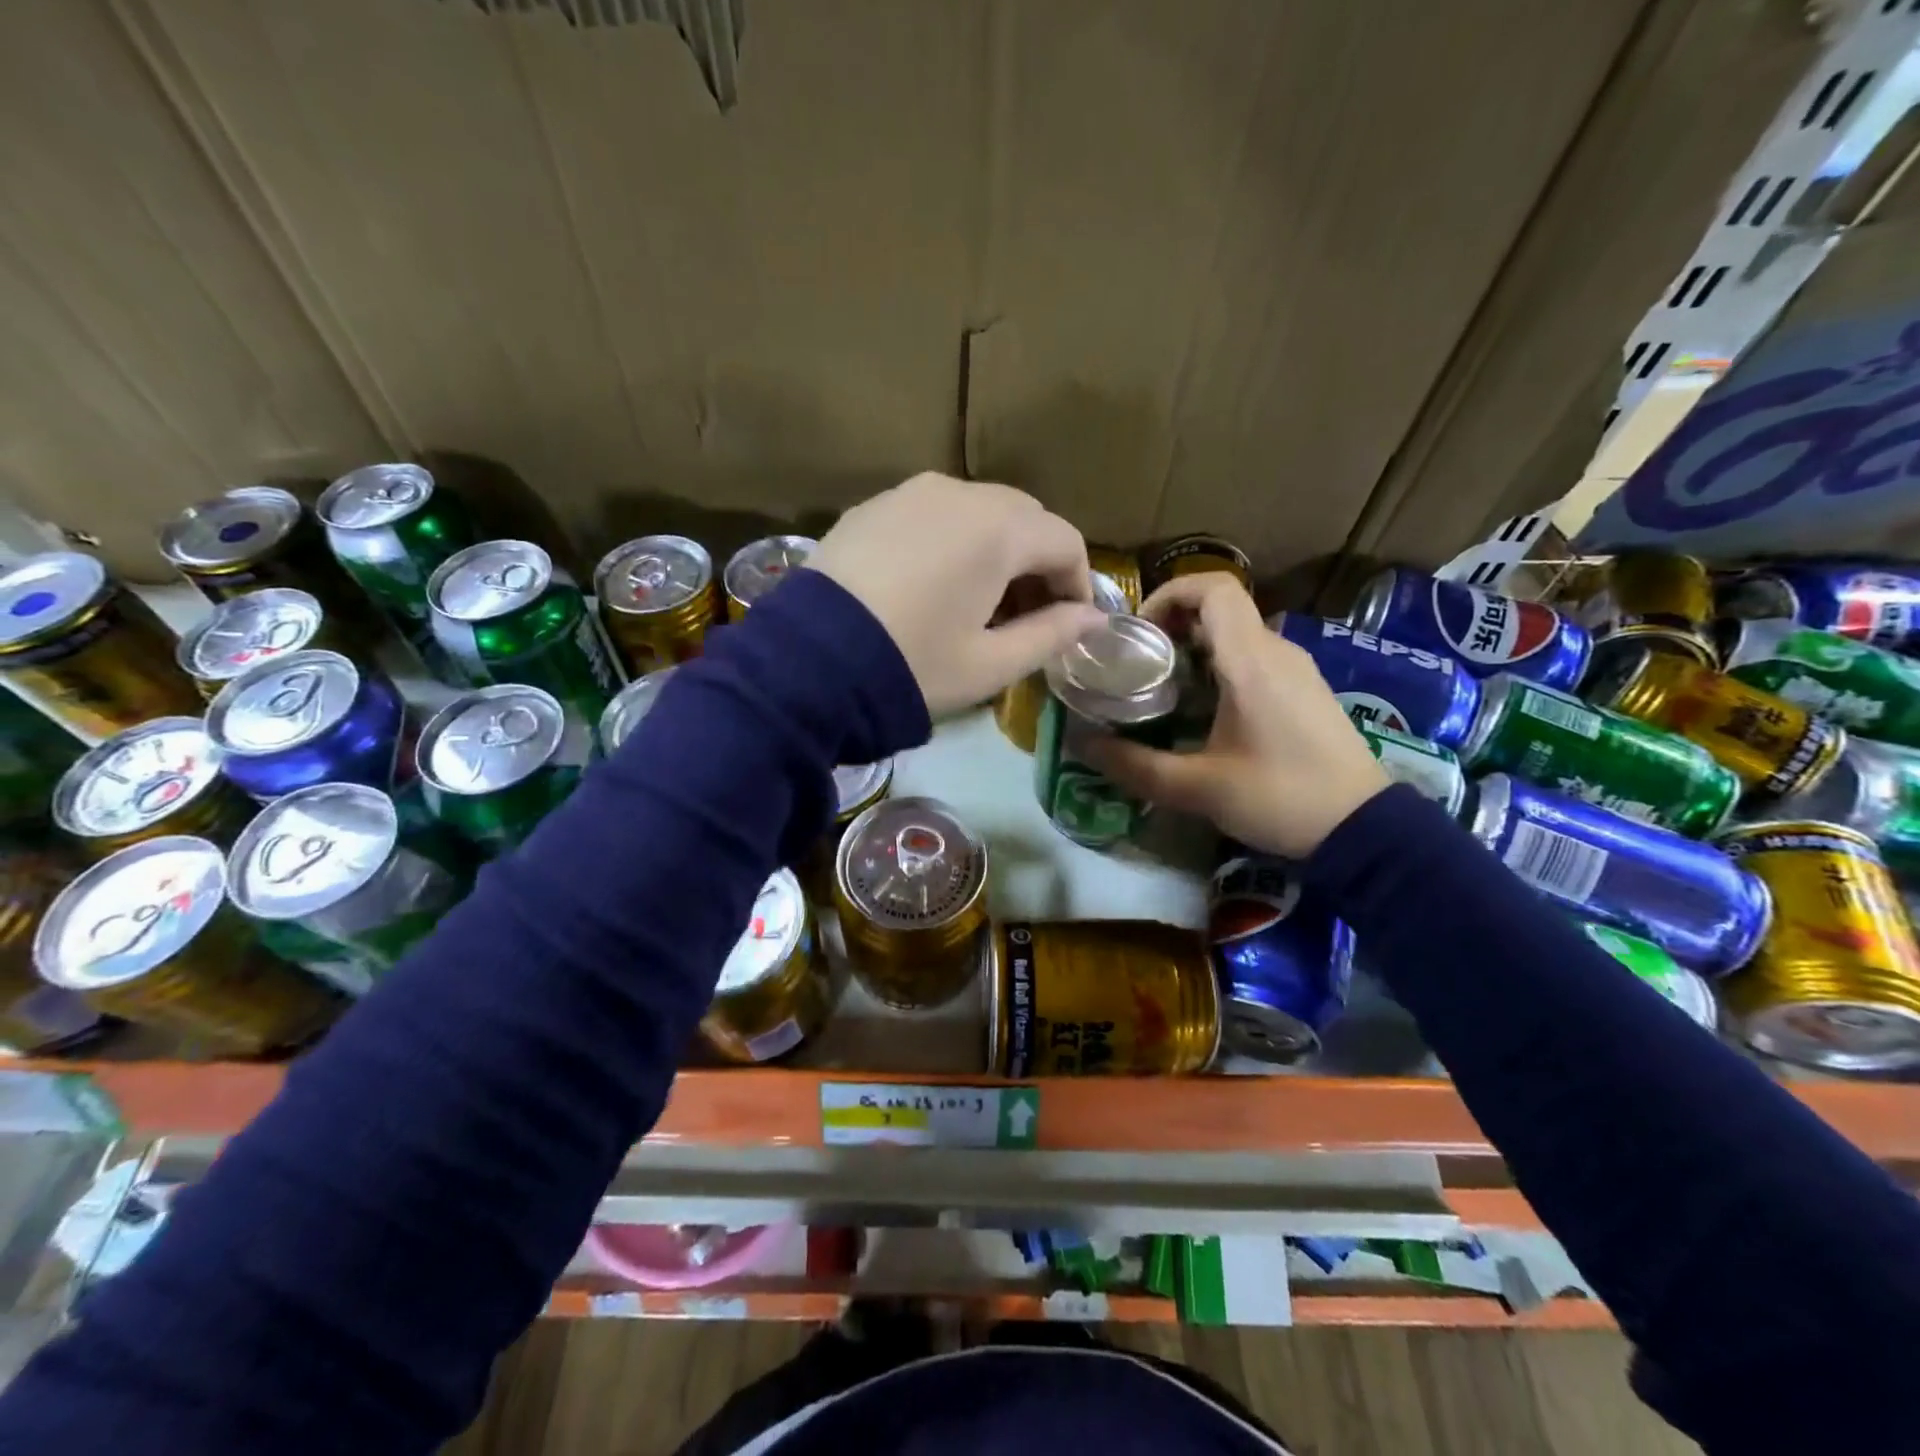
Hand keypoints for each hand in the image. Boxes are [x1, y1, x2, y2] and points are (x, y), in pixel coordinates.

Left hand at [810, 473, 1107, 716]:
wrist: (807, 663)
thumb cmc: (913, 666)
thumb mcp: (990, 664)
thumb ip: (1052, 634)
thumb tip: (1094, 618)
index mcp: (998, 529)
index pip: (1065, 541)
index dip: (1078, 584)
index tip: (1069, 624)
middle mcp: (959, 493)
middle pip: (1024, 518)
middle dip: (1037, 563)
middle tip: (1026, 616)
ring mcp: (910, 493)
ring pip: (978, 511)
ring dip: (995, 550)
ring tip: (979, 603)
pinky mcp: (873, 506)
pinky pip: (933, 514)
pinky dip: (952, 542)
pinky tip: (933, 584)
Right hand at [1084, 572, 1388, 857]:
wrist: (1363, 829)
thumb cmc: (1280, 798)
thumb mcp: (1198, 788)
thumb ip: (1135, 765)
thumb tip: (1082, 745)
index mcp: (1251, 662)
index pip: (1213, 588)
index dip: (1169, 595)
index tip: (1138, 632)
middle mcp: (1277, 652)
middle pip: (1221, 607)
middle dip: (1173, 624)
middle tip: (1138, 663)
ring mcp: (1296, 669)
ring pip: (1238, 632)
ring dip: (1195, 646)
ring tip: (1163, 686)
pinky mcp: (1305, 690)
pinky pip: (1255, 656)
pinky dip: (1221, 663)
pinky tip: (1204, 707)